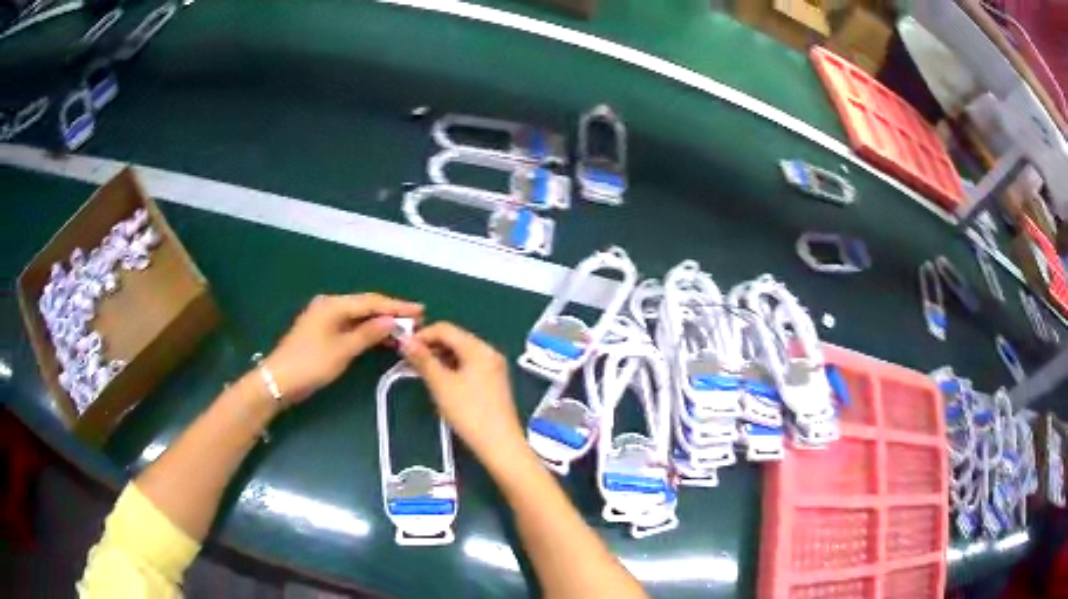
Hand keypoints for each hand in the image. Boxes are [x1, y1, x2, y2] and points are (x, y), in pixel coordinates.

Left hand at [266, 293, 422, 403]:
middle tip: (416, 319)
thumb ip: (367, 334)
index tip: (421, 310)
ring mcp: (324, 316)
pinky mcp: (321, 329)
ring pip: (358, 315)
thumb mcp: (342, 351)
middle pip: (365, 305)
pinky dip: (366, 329)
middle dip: (390, 311)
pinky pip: (350, 324)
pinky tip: (380, 335)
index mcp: (333, 305)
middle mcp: (329, 304)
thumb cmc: (310, 364)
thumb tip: (391, 320)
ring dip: (379, 321)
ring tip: (403, 328)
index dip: (397, 306)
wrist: (278, 380)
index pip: (371, 302)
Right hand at [400, 322, 525, 466]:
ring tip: (422, 372)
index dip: (422, 335)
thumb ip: (422, 360)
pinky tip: (441, 382)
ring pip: (462, 353)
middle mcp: (489, 352)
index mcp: (479, 348)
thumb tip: (404, 340)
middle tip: (409, 361)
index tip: (403, 348)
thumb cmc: (469, 413)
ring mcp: (494, 367)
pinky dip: (453, 368)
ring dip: (440, 358)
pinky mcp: (494, 382)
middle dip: (431, 346)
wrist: (500, 445)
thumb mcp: (441, 385)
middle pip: (455, 338)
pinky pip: (469, 365)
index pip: (445, 328)